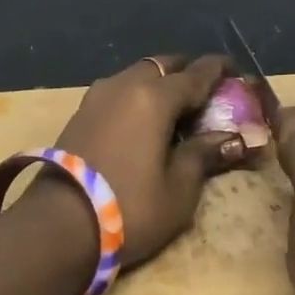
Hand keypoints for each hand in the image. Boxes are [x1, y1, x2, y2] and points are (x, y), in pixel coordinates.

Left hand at [46, 55, 246, 264]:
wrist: (58, 228)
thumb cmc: (130, 208)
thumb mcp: (179, 188)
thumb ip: (205, 155)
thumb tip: (233, 139)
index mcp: (154, 98)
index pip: (196, 74)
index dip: (219, 70)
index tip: (236, 70)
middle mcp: (124, 86)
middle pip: (163, 66)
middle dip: (187, 73)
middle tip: (208, 91)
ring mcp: (96, 99)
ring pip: (136, 76)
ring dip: (159, 84)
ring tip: (177, 108)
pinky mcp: (79, 116)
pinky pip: (118, 93)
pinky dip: (138, 98)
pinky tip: (146, 121)